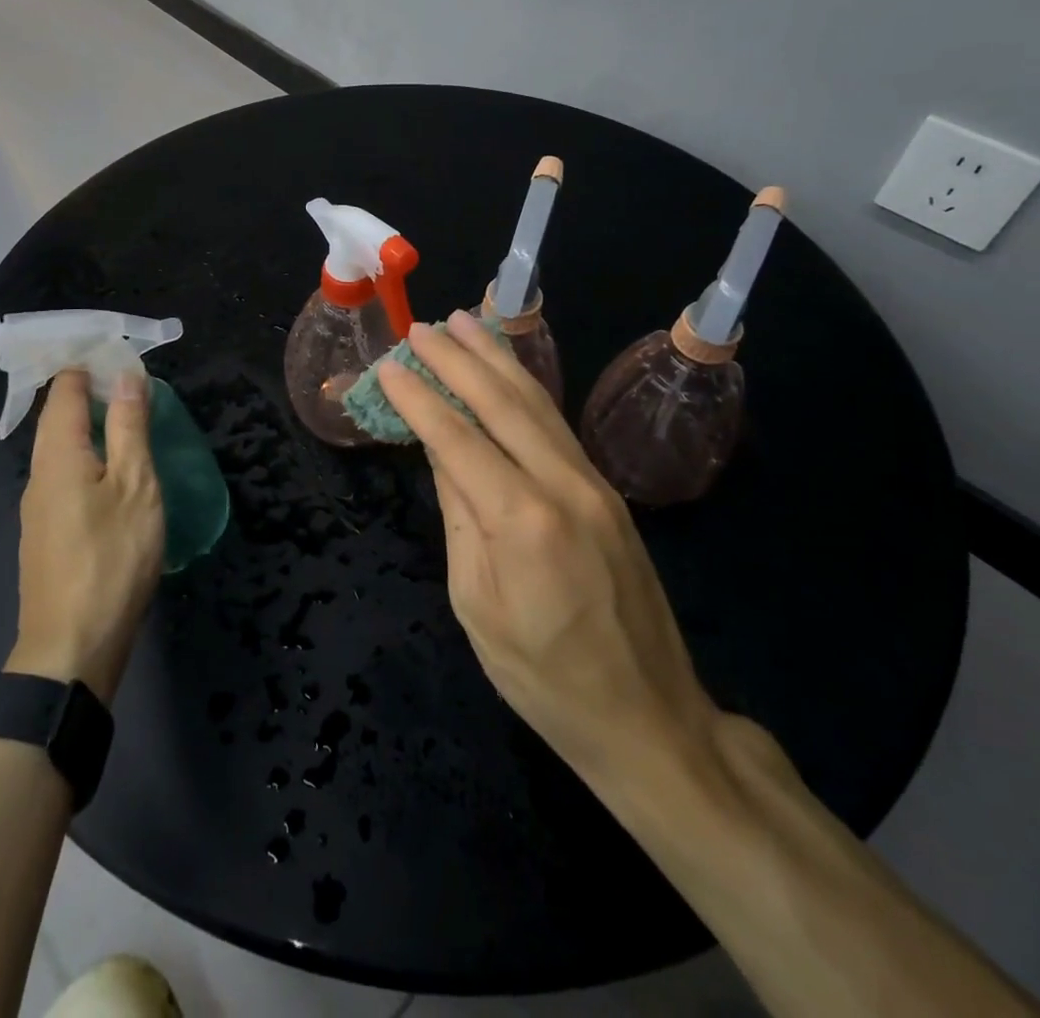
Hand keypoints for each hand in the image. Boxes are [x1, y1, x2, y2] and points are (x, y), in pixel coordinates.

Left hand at [6, 369, 163, 701]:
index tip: (121, 352)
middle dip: (91, 392)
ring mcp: (38, 508)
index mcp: (58, 455)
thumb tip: (125, 375)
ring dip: (91, 427)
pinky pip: (65, 477)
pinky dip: (89, 459)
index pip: (65, 389)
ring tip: (130, 422)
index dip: (89, 364)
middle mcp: (38, 474)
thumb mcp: (135, 486)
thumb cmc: (111, 559)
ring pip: (61, 450)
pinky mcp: (46, 535)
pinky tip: (114, 475)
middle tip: (133, 383)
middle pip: (58, 418)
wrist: (71, 648)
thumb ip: (130, 427)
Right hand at [376, 312, 720, 791]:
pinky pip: (557, 425)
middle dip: (458, 360)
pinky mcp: (608, 492)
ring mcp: (593, 484)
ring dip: (496, 359)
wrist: (649, 717)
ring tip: (465, 322)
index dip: (420, 399)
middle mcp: (562, 486)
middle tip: (423, 327)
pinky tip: (509, 372)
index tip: (390, 365)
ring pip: (537, 404)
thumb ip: (459, 519)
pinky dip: (526, 388)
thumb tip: (441, 455)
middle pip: (501, 404)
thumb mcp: (477, 606)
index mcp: (521, 522)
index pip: (457, 439)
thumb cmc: (544, 678)